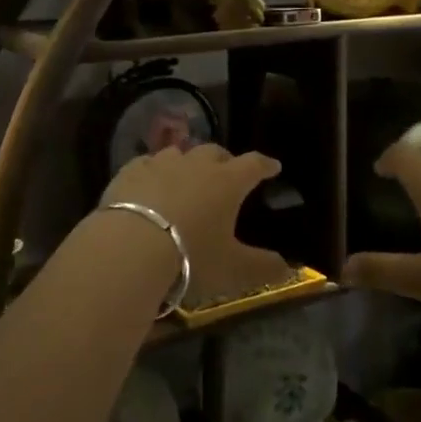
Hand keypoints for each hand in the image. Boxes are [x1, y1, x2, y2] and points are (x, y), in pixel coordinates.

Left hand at [103, 145, 290, 305]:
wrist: (130, 246)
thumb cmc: (191, 256)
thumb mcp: (233, 269)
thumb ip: (264, 266)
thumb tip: (290, 268)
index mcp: (228, 181)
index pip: (254, 164)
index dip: (265, 165)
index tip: (272, 166)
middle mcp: (197, 164)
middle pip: (216, 152)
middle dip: (225, 161)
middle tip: (227, 174)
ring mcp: (161, 163)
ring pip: (180, 153)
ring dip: (188, 163)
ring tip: (187, 178)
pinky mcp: (131, 170)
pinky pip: (147, 163)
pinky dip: (154, 171)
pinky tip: (150, 184)